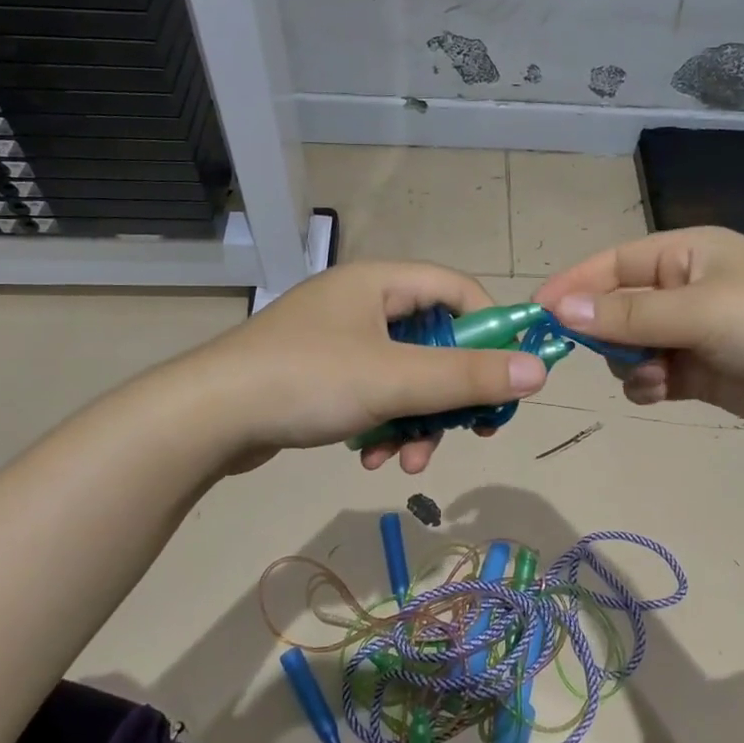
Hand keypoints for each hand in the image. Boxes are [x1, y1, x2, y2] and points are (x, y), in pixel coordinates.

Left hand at [196, 261, 547, 472]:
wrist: (204, 419)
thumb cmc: (307, 382)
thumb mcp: (395, 380)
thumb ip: (468, 376)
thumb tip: (539, 371)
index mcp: (381, 282)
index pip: (460, 290)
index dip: (492, 330)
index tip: (507, 378)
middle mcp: (363, 303)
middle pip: (436, 341)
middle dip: (451, 394)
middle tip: (470, 432)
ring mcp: (340, 340)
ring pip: (407, 376)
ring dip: (417, 420)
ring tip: (407, 460)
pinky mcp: (322, 374)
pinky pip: (375, 393)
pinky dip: (385, 423)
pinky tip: (374, 458)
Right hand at [533, 227, 743, 441]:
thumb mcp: (698, 310)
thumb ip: (628, 312)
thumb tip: (560, 307)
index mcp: (685, 253)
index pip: (613, 264)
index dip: (574, 286)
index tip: (536, 313)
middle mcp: (685, 288)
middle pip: (617, 306)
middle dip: (604, 331)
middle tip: (597, 354)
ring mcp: (694, 331)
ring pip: (631, 345)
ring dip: (628, 362)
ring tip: (650, 375)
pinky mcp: (702, 371)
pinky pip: (653, 373)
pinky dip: (647, 383)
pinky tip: (661, 389)